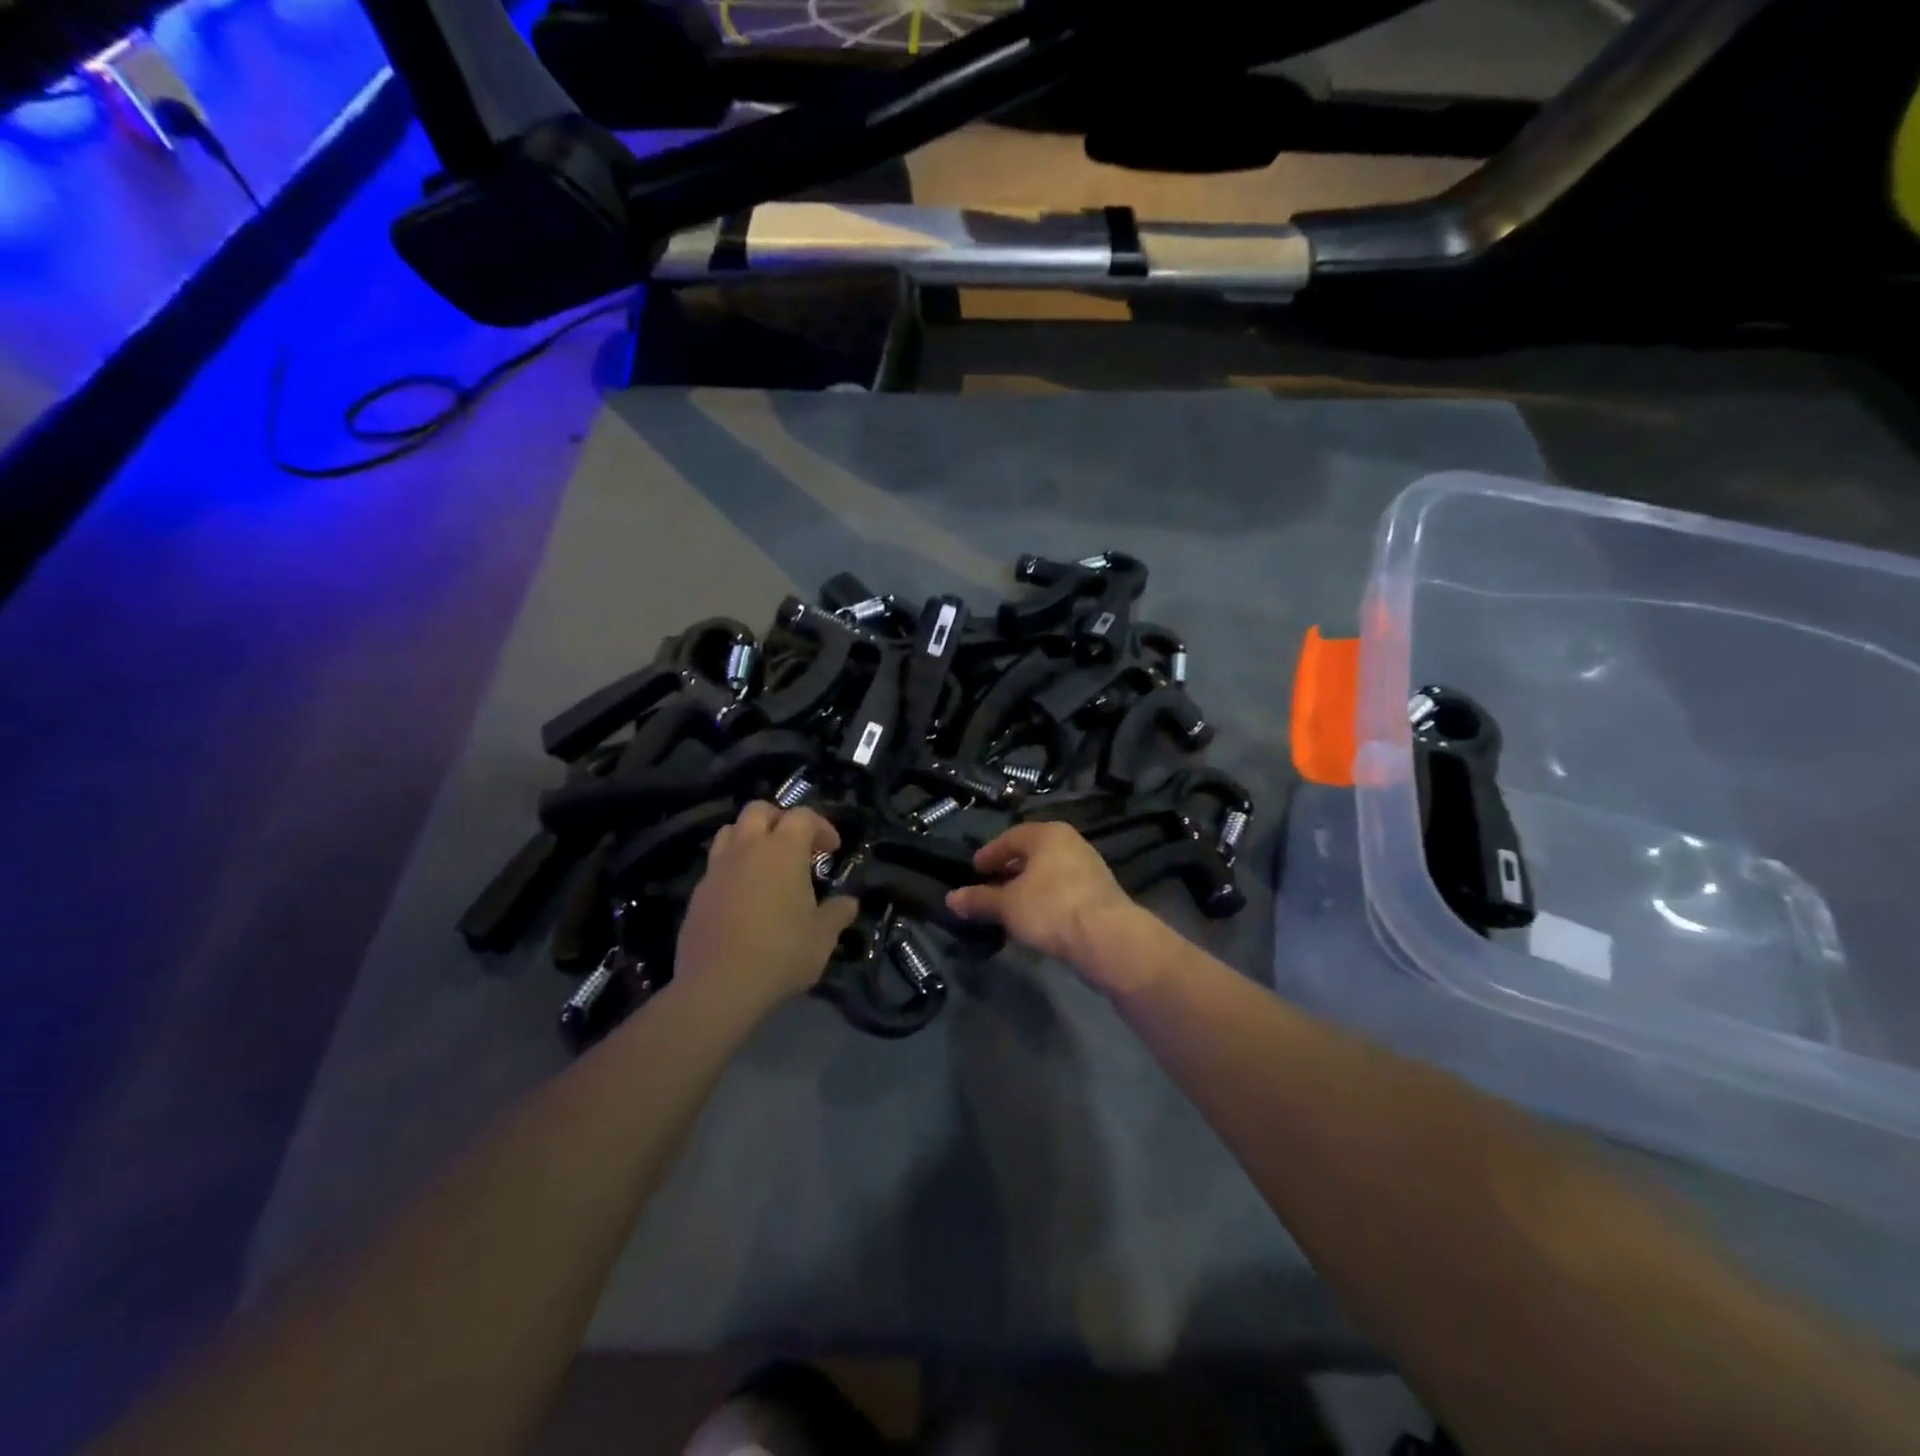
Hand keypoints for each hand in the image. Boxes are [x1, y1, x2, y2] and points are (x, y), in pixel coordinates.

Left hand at [676, 802, 858, 1012]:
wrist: (718, 987)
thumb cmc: (780, 954)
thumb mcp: (822, 938)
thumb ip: (837, 913)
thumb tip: (849, 902)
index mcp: (782, 850)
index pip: (802, 816)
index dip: (821, 827)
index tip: (832, 850)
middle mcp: (747, 848)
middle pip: (759, 810)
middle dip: (780, 820)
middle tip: (796, 848)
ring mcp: (717, 868)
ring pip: (730, 831)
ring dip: (751, 838)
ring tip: (766, 865)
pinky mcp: (698, 892)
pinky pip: (717, 864)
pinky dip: (733, 867)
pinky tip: (744, 896)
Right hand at [945, 821, 1147, 971]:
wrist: (1107, 937)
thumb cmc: (1050, 908)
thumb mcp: (1007, 905)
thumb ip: (979, 899)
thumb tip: (951, 898)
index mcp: (1047, 834)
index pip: (1011, 837)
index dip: (990, 854)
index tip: (975, 869)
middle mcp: (1071, 843)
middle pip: (1032, 853)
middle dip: (1010, 869)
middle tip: (990, 885)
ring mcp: (1089, 866)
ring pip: (1049, 871)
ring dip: (1028, 885)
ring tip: (1010, 905)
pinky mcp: (1100, 892)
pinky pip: (1064, 888)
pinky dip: (1046, 898)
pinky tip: (1036, 917)